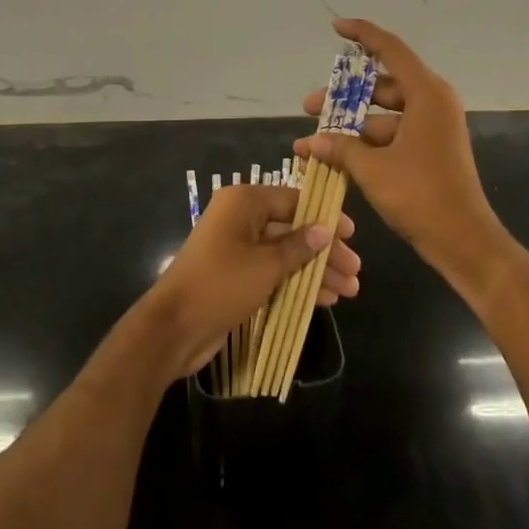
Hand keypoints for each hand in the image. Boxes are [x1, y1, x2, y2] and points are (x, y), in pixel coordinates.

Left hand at [148, 184, 359, 377]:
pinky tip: (325, 299)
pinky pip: (273, 272)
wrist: (173, 328)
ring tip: (349, 290)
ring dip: (316, 271)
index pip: (294, 200)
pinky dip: (297, 283)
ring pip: (286, 254)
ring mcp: (237, 248)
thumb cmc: (221, 284)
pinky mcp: (236, 275)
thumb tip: (326, 229)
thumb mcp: (267, 265)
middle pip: (292, 229)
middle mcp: (240, 219)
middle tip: (354, 270)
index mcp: (244, 202)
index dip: (325, 217)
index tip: (352, 235)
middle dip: (325, 251)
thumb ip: (299, 246)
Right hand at [296, 19, 506, 276]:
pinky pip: (393, 134)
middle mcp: (433, 102)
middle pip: (382, 85)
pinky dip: (366, 143)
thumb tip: (311, 141)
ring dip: (350, 126)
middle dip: (343, 96)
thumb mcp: (373, 169)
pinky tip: (335, 158)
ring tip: (313, 142)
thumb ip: (340, 148)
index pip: (390, 49)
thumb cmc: (420, 195)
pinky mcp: (430, 148)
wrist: (463, 240)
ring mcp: (433, 126)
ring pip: (384, 113)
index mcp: (427, 93)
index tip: (336, 27)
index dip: (362, 34)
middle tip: (309, 106)